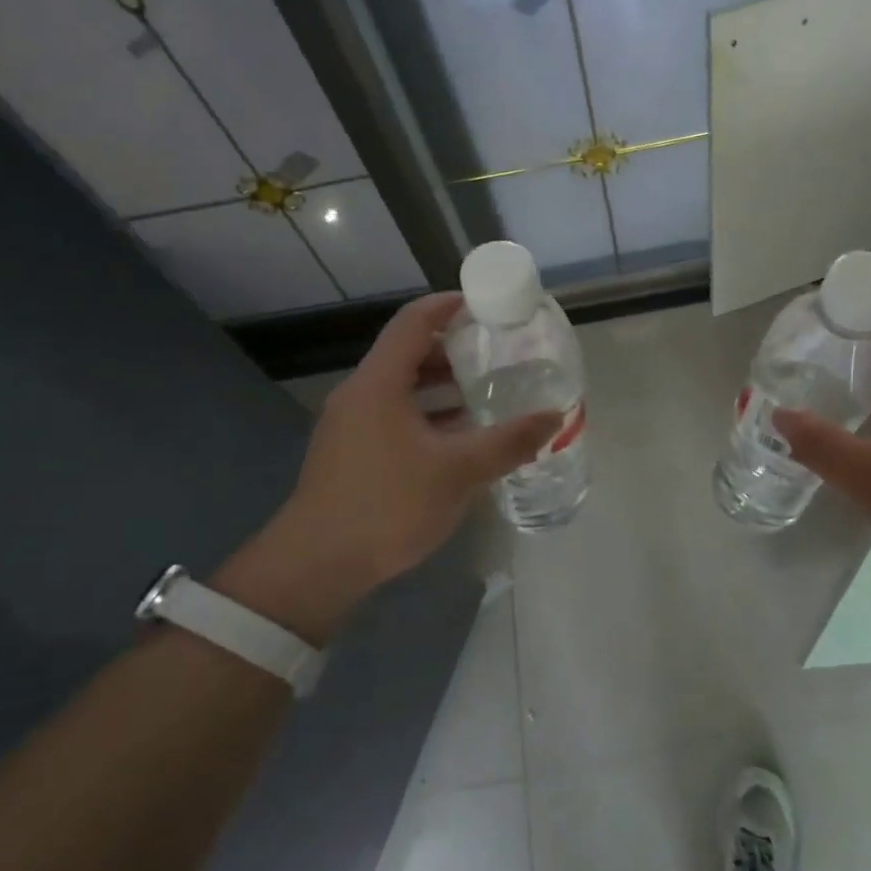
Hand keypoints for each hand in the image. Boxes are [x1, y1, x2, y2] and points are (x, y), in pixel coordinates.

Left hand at [218, 293, 559, 643]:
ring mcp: (351, 424)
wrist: (317, 565)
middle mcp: (361, 394)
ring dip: (442, 385)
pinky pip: (394, 414)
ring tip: (486, 391)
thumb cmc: (387, 505)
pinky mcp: (351, 451)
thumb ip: (508, 442)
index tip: (486, 305)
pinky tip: (459, 436)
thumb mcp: (458, 471)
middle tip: (497, 351)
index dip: (449, 305)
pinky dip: (428, 413)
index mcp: (379, 383)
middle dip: (454, 348)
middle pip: (408, 352)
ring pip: (402, 387)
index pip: (414, 322)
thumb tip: (554, 417)